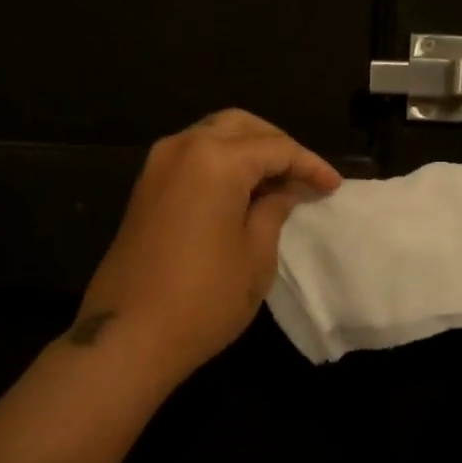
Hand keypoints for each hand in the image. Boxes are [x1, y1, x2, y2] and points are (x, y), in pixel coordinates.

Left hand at [79, 109, 342, 382]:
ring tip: (276, 182)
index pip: (276, 148)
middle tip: (302, 174)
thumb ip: (274, 209)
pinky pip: (191, 157)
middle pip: (239, 126)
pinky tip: (241, 191)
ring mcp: (158, 165)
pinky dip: (220, 163)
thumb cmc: (204, 298)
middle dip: (276, 144)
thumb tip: (285, 189)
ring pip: (212, 135)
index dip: (309, 165)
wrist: (128, 336)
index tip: (333, 186)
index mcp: (216, 159)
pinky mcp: (145, 187)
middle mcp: (183, 148)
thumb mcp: (255, 255)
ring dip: (246, 150)